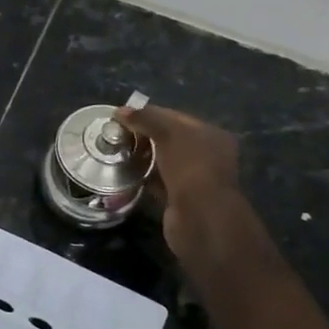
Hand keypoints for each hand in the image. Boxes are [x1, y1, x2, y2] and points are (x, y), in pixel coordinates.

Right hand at [117, 104, 243, 259]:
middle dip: (145, 136)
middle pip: (170, 139)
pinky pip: (159, 182)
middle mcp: (207, 155)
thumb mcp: (169, 134)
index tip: (122, 117)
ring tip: (118, 153)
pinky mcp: (181, 199)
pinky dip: (145, 177)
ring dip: (144, 157)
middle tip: (117, 135)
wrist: (200, 218)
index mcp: (211, 135)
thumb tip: (121, 111)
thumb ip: (146, 119)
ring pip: (164, 161)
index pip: (176, 117)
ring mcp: (195, 179)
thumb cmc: (190, 167)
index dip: (149, 114)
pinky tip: (127, 174)